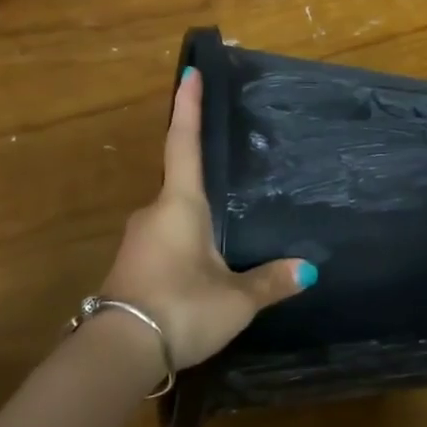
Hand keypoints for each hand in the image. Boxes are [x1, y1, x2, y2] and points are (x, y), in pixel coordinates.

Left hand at [98, 67, 314, 367]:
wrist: (118, 353)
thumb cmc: (181, 307)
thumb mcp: (235, 299)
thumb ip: (270, 281)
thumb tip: (309, 269)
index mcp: (180, 204)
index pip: (184, 143)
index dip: (188, 107)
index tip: (188, 72)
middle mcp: (154, 213)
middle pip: (179, 183)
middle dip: (202, 180)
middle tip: (230, 178)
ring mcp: (138, 240)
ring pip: (172, 218)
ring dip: (195, 221)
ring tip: (225, 233)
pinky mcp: (131, 267)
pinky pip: (164, 242)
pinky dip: (185, 245)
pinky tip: (202, 267)